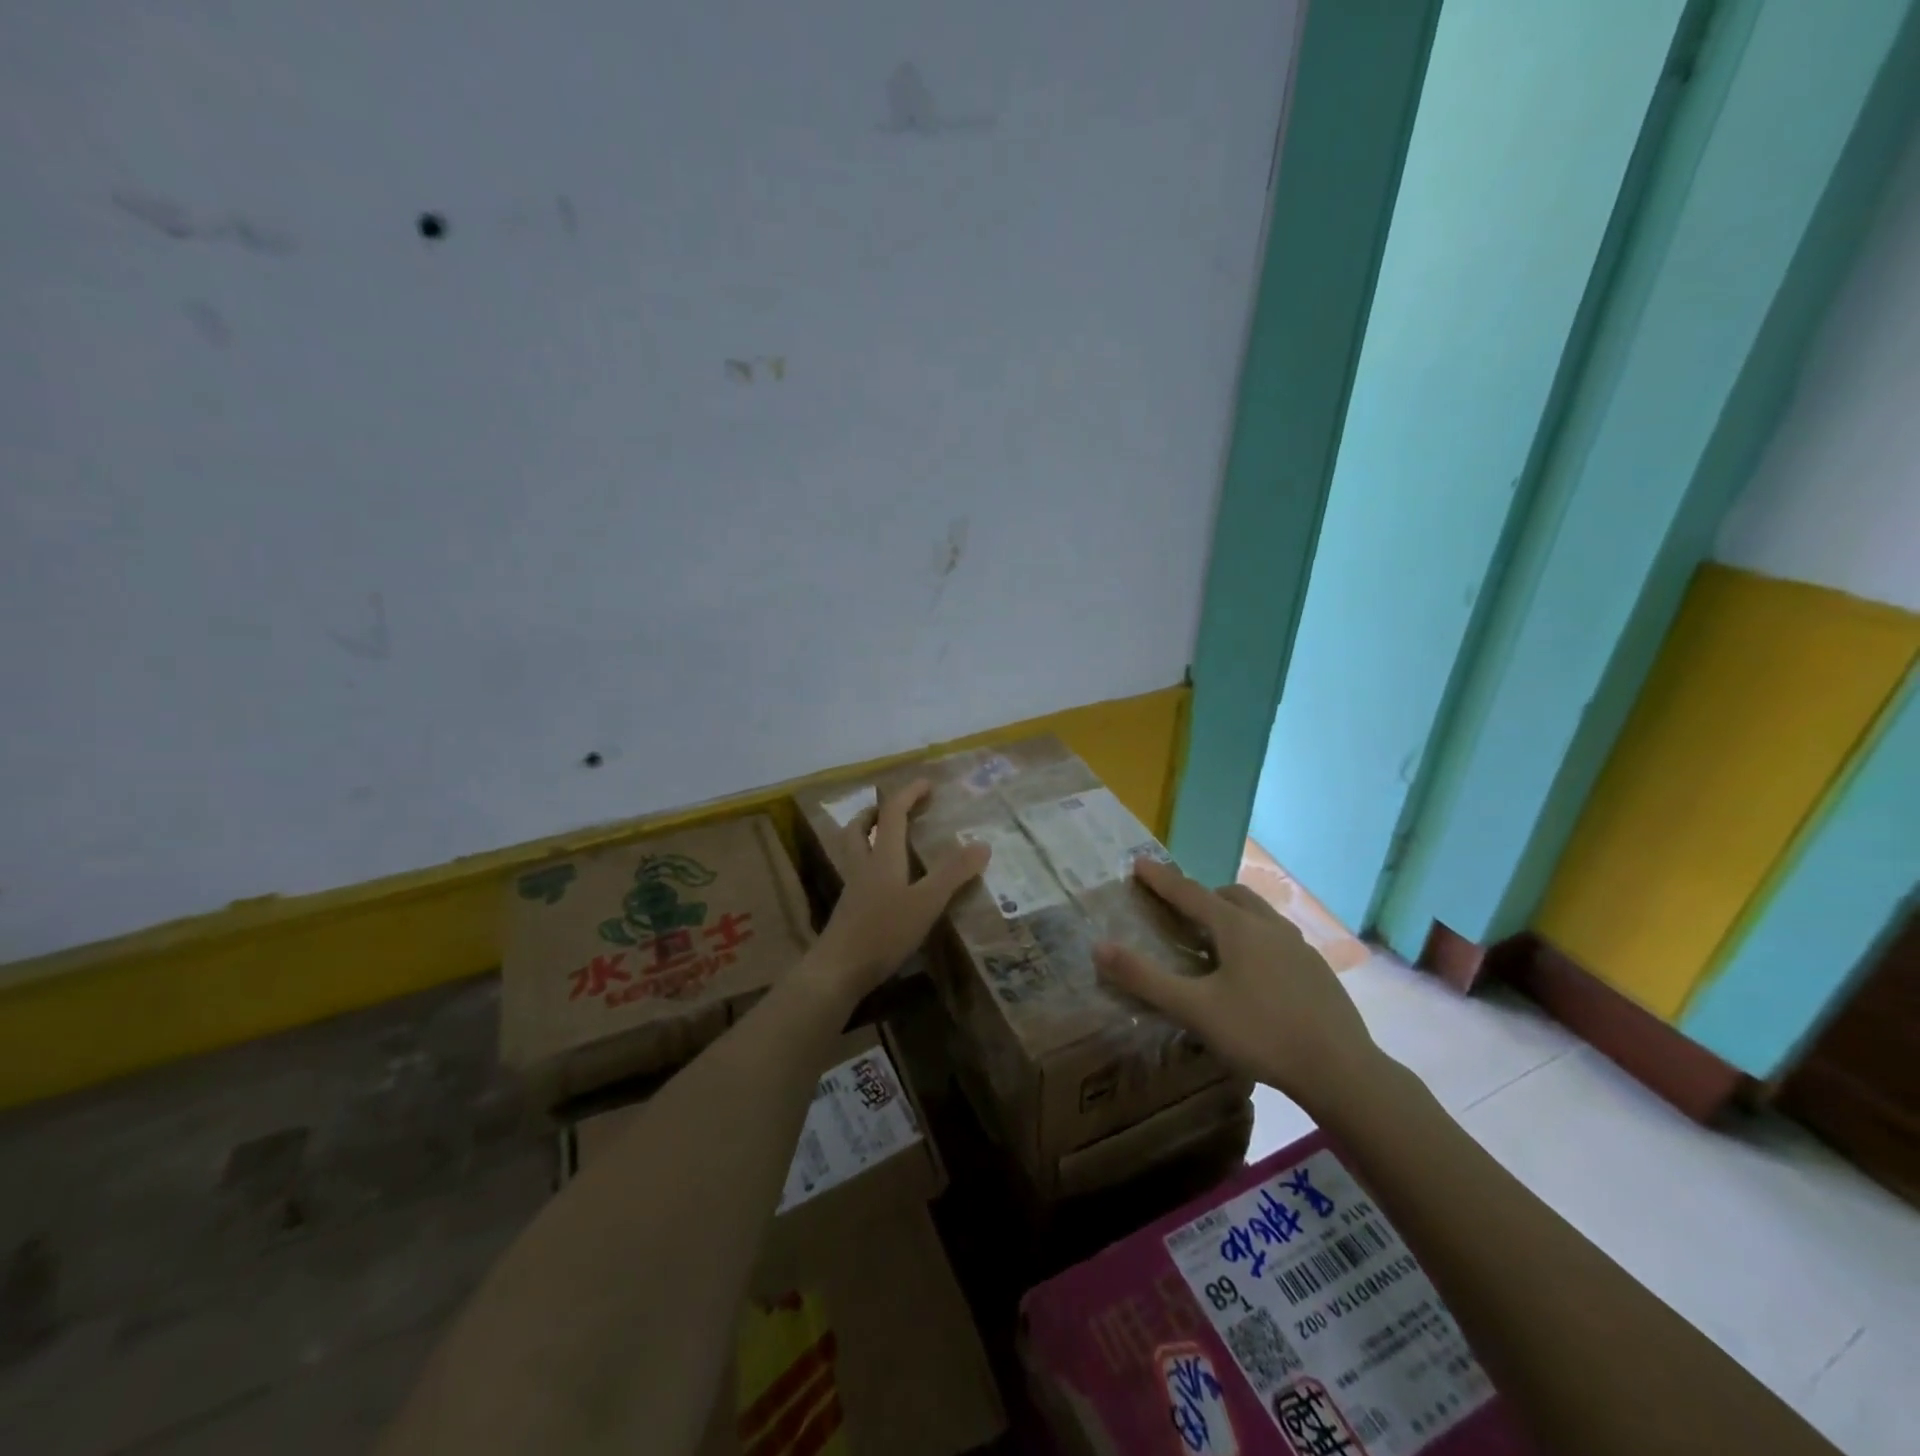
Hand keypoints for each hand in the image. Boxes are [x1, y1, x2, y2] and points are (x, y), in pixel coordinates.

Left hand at [811, 779, 989, 999]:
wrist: (838, 970)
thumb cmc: (883, 931)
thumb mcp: (926, 902)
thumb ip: (953, 873)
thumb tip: (982, 843)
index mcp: (883, 857)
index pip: (892, 813)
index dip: (909, 794)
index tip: (927, 783)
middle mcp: (864, 865)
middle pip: (860, 827)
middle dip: (876, 812)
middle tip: (896, 809)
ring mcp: (853, 888)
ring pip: (854, 849)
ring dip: (867, 835)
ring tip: (886, 838)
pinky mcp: (849, 910)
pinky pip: (858, 873)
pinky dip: (870, 864)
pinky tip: (885, 882)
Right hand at [1094, 858, 1379, 1111]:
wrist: (1342, 1070)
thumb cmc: (1261, 1033)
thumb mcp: (1195, 1009)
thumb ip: (1145, 978)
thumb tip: (1099, 947)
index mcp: (1237, 927)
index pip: (1189, 892)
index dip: (1161, 879)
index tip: (1139, 863)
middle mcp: (1269, 926)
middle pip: (1229, 896)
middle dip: (1201, 895)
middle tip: (1181, 912)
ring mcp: (1298, 947)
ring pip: (1258, 915)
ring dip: (1232, 915)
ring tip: (1216, 941)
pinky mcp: (1316, 970)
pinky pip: (1277, 938)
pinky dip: (1255, 939)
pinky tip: (1254, 974)